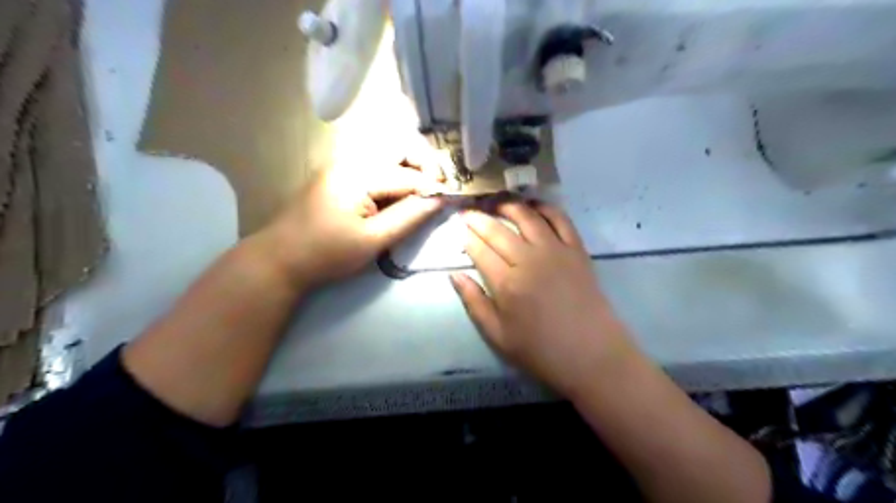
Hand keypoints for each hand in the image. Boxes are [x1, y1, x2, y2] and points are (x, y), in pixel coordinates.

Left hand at [256, 165, 443, 287]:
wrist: (280, 258)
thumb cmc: (327, 254)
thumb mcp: (373, 241)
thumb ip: (408, 218)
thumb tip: (438, 200)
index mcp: (358, 174)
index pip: (408, 174)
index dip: (433, 186)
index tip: (451, 199)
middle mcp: (351, 159)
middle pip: (399, 145)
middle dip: (425, 164)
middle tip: (438, 189)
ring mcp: (344, 163)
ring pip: (389, 152)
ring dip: (412, 166)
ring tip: (424, 191)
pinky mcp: (341, 173)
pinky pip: (377, 163)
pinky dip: (396, 173)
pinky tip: (402, 192)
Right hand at [453, 199, 631, 395]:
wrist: (593, 355)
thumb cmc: (541, 351)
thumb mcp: (498, 335)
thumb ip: (474, 303)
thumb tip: (455, 275)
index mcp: (507, 283)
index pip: (479, 250)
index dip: (466, 237)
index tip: (458, 228)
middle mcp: (529, 259)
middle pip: (498, 230)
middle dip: (478, 219)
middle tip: (468, 212)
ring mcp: (556, 251)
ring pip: (527, 217)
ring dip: (508, 206)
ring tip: (496, 203)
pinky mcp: (577, 250)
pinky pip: (560, 220)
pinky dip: (545, 208)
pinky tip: (534, 206)